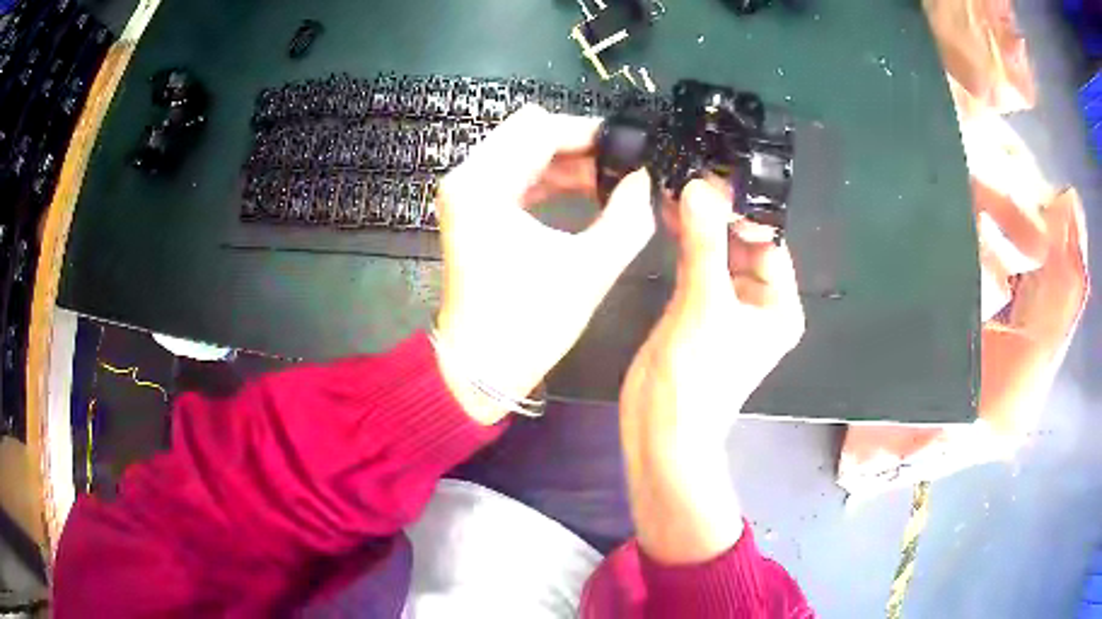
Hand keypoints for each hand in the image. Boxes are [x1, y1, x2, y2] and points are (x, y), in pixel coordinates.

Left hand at [434, 105, 654, 424]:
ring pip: (525, 151)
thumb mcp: (588, 270)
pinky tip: (588, 194)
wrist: (478, 371)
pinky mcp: (475, 211)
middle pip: (530, 132)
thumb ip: (627, 218)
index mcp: (483, 183)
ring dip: (569, 162)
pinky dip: (552, 178)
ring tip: (615, 182)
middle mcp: (468, 177)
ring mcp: (468, 193)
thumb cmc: (527, 325)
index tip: (633, 149)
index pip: (541, 128)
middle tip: (626, 165)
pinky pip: (519, 175)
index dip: (591, 133)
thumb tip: (645, 181)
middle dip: (581, 144)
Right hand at [620, 178, 803, 563]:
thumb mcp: (706, 304)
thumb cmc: (698, 375)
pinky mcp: (695, 309)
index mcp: (779, 305)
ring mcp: (725, 306)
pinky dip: (684, 243)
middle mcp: (758, 303)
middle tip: (690, 175)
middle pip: (742, 245)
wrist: (660, 428)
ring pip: (717, 253)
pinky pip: (696, 266)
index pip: (768, 243)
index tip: (713, 177)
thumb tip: (698, 187)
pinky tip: (668, 214)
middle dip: (719, 214)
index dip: (743, 211)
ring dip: (700, 225)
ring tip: (676, 186)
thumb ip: (704, 243)